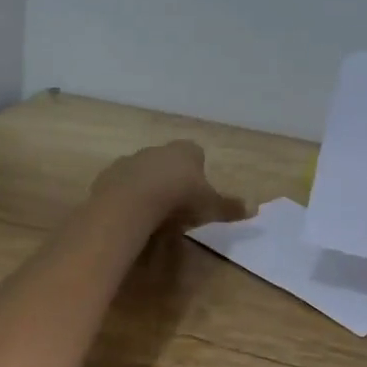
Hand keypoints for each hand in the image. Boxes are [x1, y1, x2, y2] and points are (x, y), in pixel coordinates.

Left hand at [92, 140, 249, 228]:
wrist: (133, 200)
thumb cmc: (180, 198)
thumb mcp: (210, 206)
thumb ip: (230, 207)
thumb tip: (256, 208)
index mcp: (186, 151)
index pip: (196, 154)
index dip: (198, 172)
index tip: (198, 193)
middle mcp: (159, 150)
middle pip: (168, 162)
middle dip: (172, 180)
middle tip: (177, 207)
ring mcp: (132, 160)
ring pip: (144, 172)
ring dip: (148, 188)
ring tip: (153, 215)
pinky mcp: (110, 176)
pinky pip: (122, 186)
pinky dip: (128, 197)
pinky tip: (132, 216)